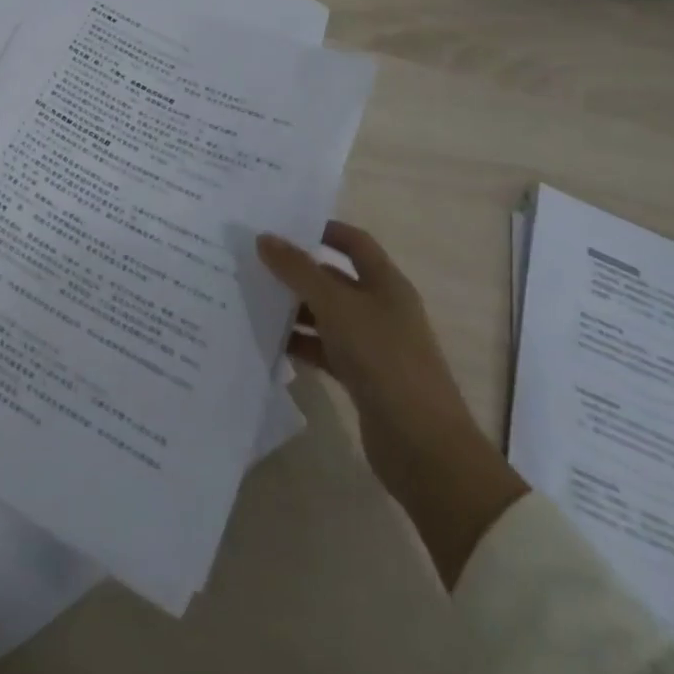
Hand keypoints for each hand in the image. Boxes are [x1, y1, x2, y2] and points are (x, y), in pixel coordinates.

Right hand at [258, 222, 526, 585]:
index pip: (353, 243)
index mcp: (386, 284)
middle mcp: (382, 309)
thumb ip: (299, 271)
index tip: (281, 225)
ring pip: (326, 316)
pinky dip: (300, 344)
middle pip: (335, 279)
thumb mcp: (337, 307)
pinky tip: (269, 342)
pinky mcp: (362, 378)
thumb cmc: (384, 361)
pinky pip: (324, 350)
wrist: (424, 448)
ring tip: (250, 299)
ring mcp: (373, 346)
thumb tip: (265, 238)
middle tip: (252, 261)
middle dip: (297, 270)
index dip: (322, 229)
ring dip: (294, 309)